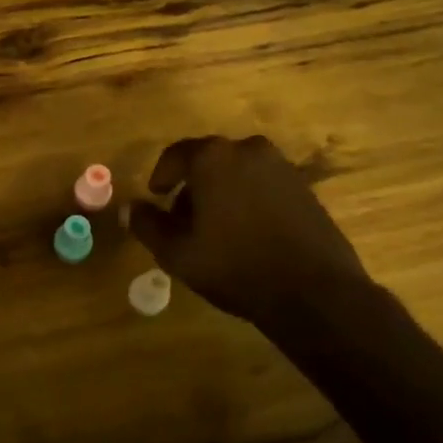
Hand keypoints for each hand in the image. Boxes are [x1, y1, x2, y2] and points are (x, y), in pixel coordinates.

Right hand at [129, 135, 369, 328]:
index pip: (176, 155)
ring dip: (221, 192)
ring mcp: (281, 167)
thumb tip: (129, 208)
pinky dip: (248, 199)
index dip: (161, 176)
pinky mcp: (304, 187)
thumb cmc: (235, 266)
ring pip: (237, 172)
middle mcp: (248, 150)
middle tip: (183, 219)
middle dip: (192, 186)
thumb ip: (148, 225)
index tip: (156, 197)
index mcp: (213, 158)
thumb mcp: (178, 253)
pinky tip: (246, 233)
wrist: (313, 291)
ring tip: (215, 229)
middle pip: (208, 161)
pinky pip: (263, 184)